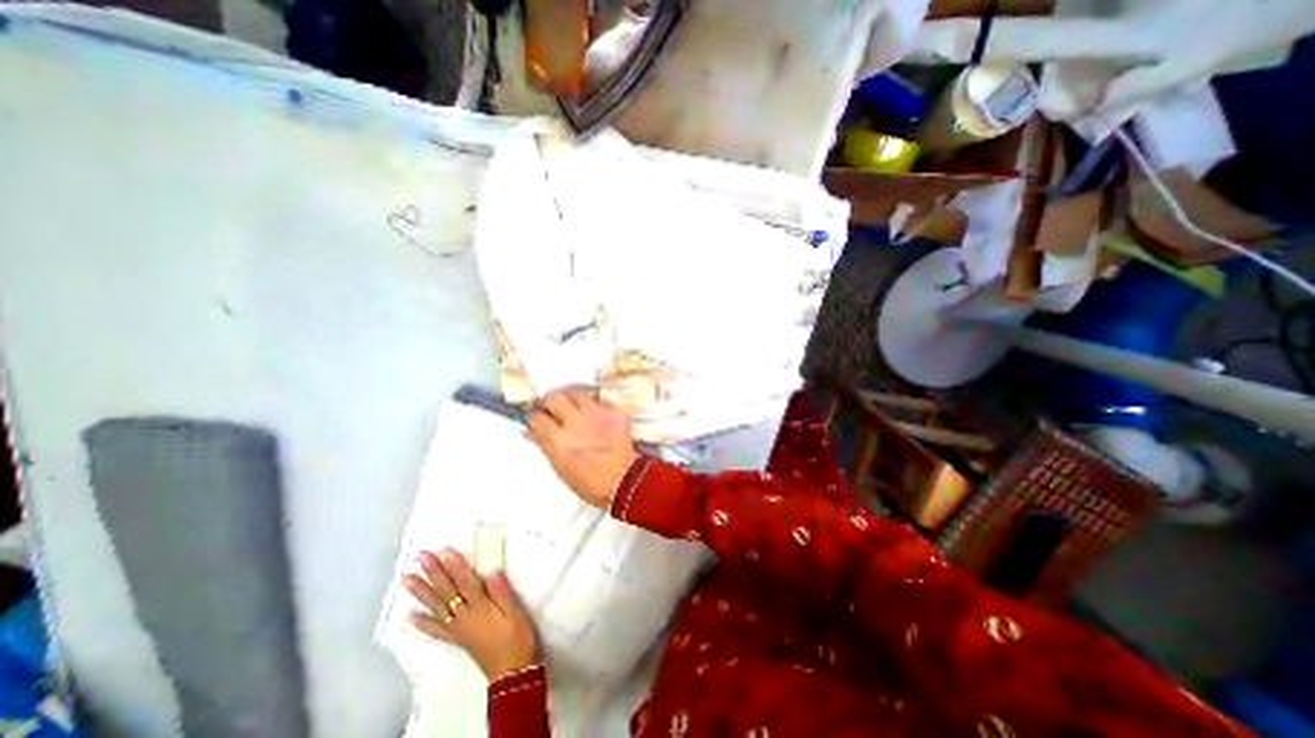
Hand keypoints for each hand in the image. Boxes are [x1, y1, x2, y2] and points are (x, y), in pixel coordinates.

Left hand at [406, 548, 537, 679]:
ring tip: (407, 578)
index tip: (443, 549)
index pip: (465, 581)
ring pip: (437, 606)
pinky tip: (409, 616)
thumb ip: (502, 592)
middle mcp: (465, 616)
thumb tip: (490, 570)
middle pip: (447, 590)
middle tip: (419, 557)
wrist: (513, 672)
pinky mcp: (457, 639)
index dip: (455, 565)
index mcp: (481, 607)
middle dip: (433, 572)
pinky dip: (422, 623)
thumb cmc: (518, 638)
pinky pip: (436, 630)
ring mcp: (458, 628)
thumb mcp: (515, 613)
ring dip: (421, 591)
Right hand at [527, 386, 643, 506]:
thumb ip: (544, 445)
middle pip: (554, 398)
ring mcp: (597, 414)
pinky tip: (593, 412)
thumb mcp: (560, 468)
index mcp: (558, 441)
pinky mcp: (614, 412)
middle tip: (550, 406)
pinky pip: (599, 399)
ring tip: (570, 403)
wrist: (624, 481)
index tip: (536, 416)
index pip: (537, 417)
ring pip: (577, 392)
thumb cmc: (588, 482)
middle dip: (549, 400)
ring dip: (570, 396)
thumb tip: (528, 430)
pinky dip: (593, 404)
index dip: (534, 415)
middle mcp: (575, 423)